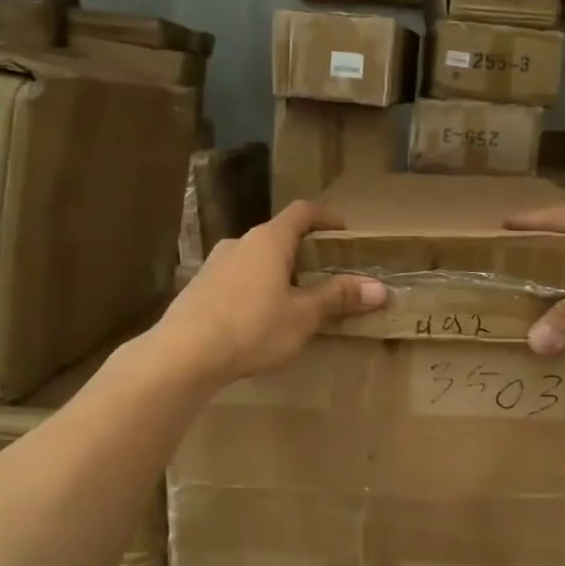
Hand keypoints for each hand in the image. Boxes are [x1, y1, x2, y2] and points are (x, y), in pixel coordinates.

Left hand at [159, 201, 385, 381]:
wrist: (184, 354)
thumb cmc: (253, 327)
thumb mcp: (304, 316)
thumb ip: (339, 298)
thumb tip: (380, 289)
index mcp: (269, 239)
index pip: (303, 212)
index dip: (326, 217)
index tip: (344, 231)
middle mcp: (240, 242)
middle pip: (278, 236)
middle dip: (304, 252)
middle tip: (325, 274)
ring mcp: (214, 264)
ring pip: (255, 259)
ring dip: (278, 272)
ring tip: (294, 300)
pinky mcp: (198, 288)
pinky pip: (236, 279)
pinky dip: (255, 289)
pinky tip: (259, 319)